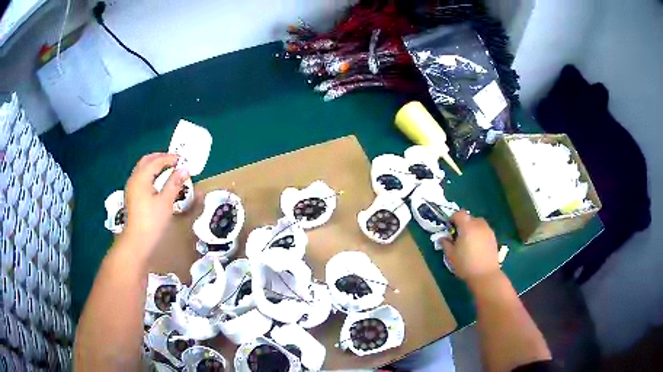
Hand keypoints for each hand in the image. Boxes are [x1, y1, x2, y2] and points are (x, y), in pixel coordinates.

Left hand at [121, 153, 188, 255]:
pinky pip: (141, 177)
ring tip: (168, 169)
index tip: (183, 159)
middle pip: (147, 160)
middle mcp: (134, 178)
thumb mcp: (165, 202)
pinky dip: (150, 173)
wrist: (136, 241)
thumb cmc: (151, 221)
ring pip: (143, 168)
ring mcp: (131, 187)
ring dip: (155, 165)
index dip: (170, 158)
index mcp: (141, 177)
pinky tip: (158, 181)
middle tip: (174, 161)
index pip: (156, 161)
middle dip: (160, 158)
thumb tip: (184, 169)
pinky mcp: (132, 195)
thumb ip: (174, 183)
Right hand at [440, 210, 499, 281]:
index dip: (453, 219)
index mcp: (467, 227)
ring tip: (469, 241)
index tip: (450, 228)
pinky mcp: (493, 237)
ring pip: (478, 223)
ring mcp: (488, 230)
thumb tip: (442, 238)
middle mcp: (478, 224)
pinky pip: (484, 230)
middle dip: (463, 223)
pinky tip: (477, 246)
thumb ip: (446, 244)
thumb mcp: (451, 255)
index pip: (459, 214)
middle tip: (459, 236)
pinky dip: (479, 233)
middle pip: (469, 217)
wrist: (485, 275)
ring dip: (472, 228)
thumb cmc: (465, 265)